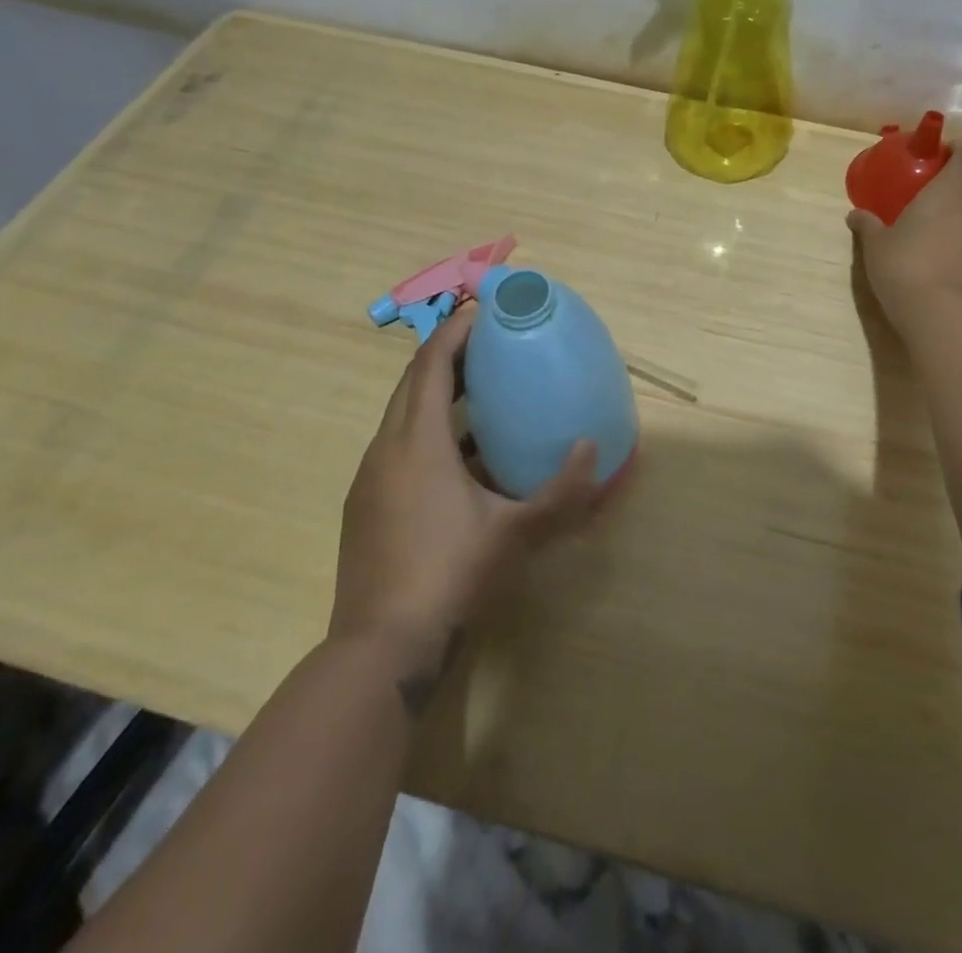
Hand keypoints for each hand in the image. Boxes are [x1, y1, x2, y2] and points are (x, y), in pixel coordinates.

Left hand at [329, 305, 609, 659]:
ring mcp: (370, 479)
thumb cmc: (450, 575)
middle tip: (491, 346)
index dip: (455, 331)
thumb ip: (562, 491)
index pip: (431, 364)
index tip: (484, 312)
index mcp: (417, 442)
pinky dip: (427, 431)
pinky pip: (397, 447)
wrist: (381, 649)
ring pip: (402, 416)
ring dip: (437, 394)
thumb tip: (594, 449)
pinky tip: (461, 459)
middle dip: (448, 355)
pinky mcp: (366, 506)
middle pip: (413, 382)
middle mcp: (386, 449)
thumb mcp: (516, 533)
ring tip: (481, 393)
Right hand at [847, 147, 961, 331]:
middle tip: (947, 174)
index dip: (956, 150)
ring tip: (956, 206)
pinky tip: (960, 241)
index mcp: (949, 192)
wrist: (941, 314)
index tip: (943, 150)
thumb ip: (868, 225)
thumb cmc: (904, 267)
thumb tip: (855, 214)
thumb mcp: (876, 245)